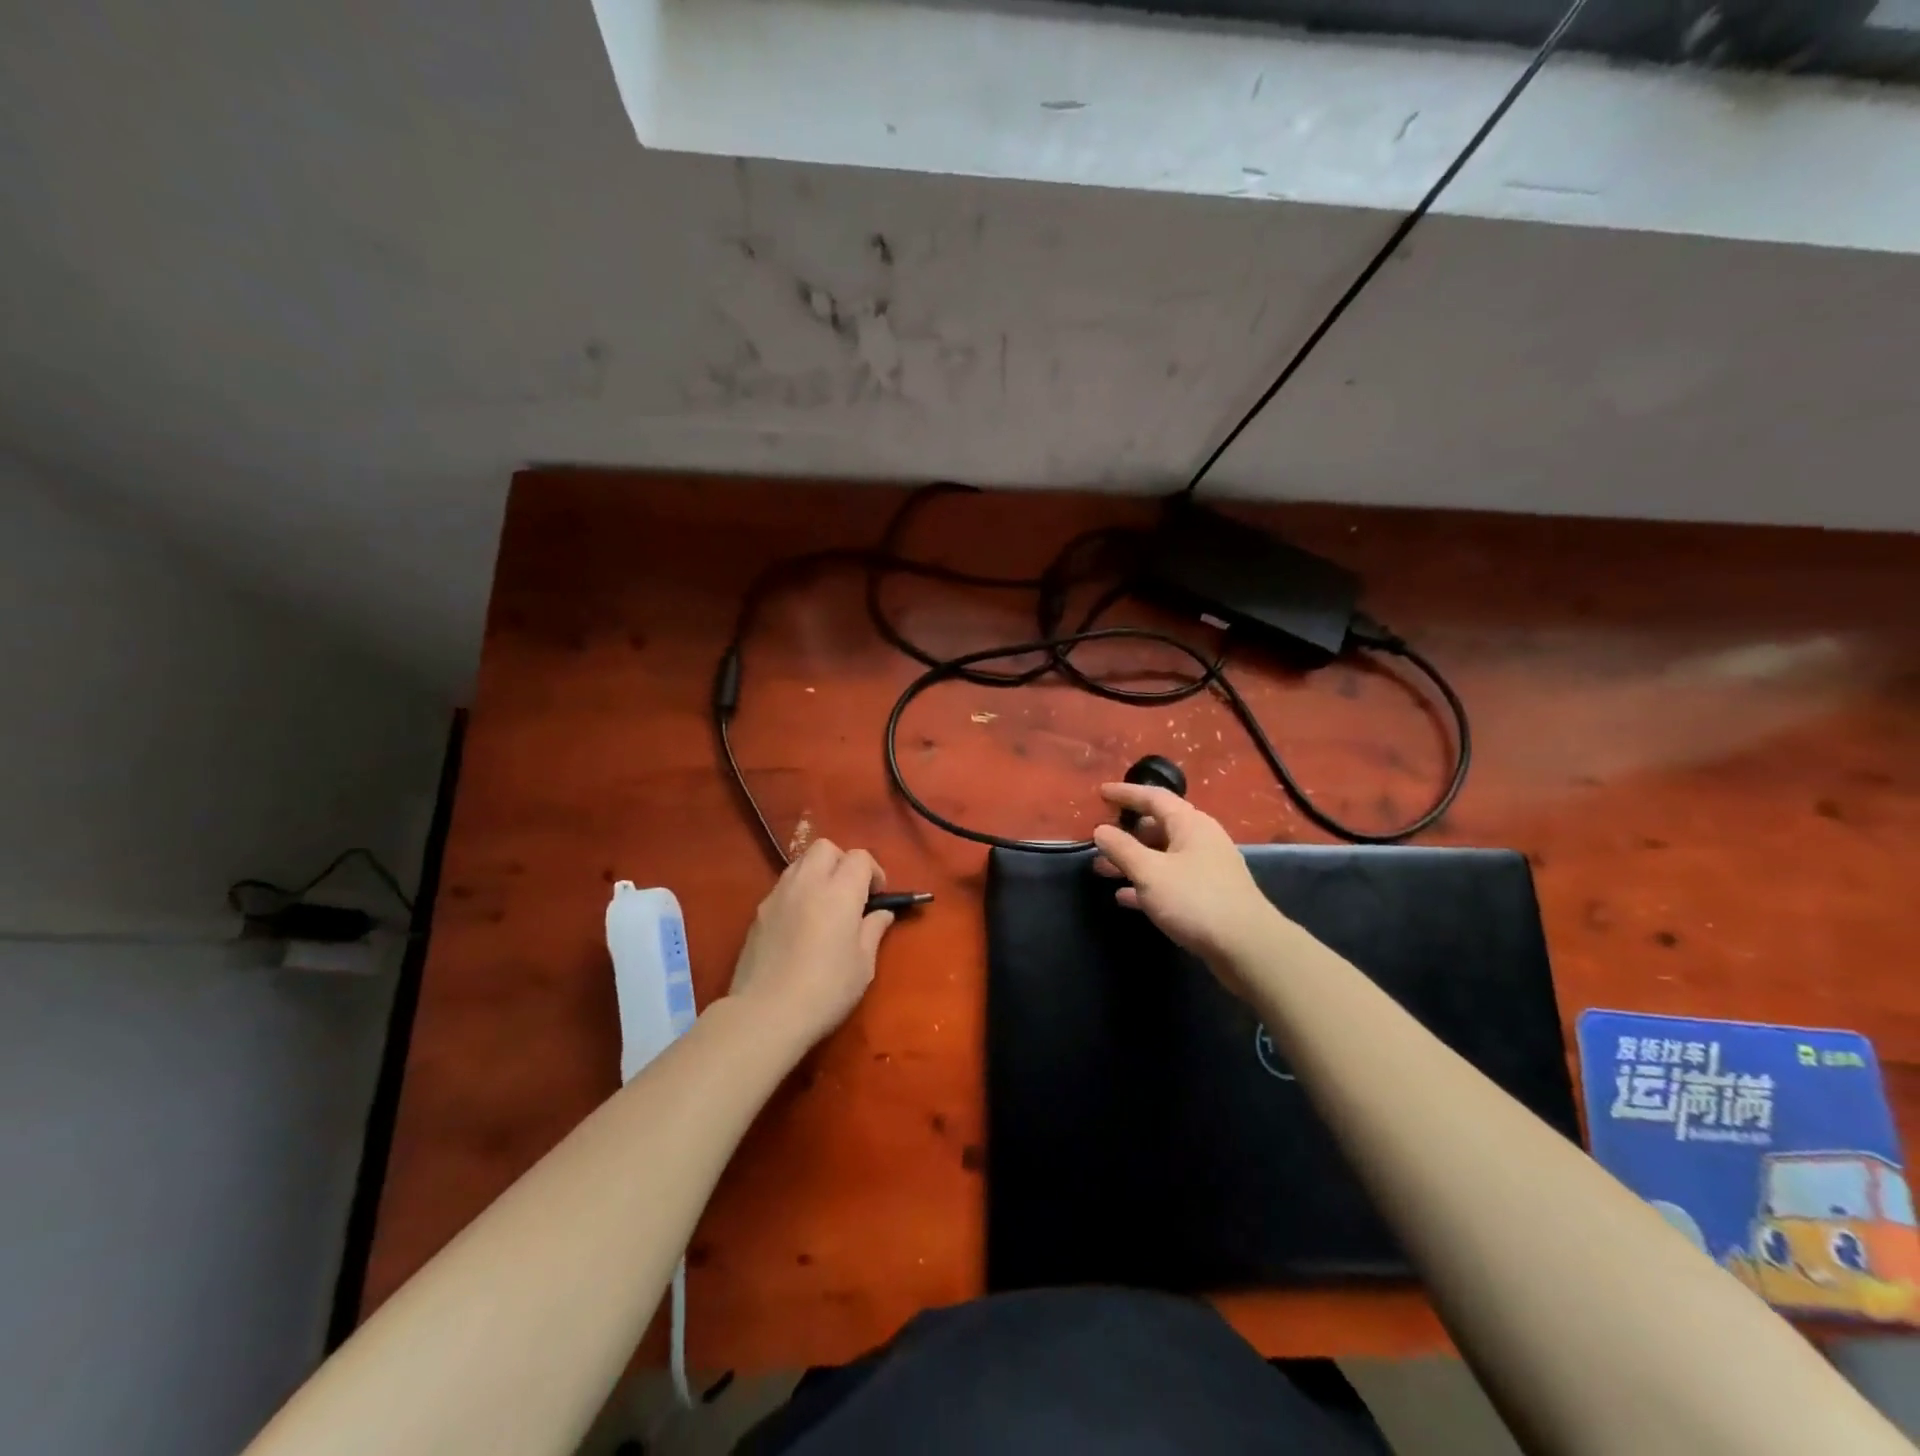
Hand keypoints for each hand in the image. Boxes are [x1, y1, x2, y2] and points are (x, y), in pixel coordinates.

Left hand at [727, 839, 893, 1046]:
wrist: (766, 1013)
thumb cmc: (825, 990)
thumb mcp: (863, 965)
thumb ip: (873, 930)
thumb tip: (882, 913)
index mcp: (839, 892)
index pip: (859, 857)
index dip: (873, 871)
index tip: (877, 897)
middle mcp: (807, 883)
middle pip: (826, 848)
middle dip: (842, 862)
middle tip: (850, 893)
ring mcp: (778, 895)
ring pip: (800, 862)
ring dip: (818, 873)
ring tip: (825, 905)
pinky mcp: (759, 912)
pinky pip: (783, 886)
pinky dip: (798, 892)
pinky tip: (801, 924)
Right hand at [1092, 785, 1277, 987]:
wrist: (1247, 947)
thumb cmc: (1195, 900)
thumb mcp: (1150, 872)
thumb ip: (1122, 848)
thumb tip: (1101, 830)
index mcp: (1190, 824)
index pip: (1153, 797)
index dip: (1126, 793)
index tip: (1101, 793)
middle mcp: (1201, 839)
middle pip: (1158, 826)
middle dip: (1126, 833)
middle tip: (1099, 839)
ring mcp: (1207, 868)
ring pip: (1162, 856)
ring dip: (1133, 860)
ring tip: (1102, 870)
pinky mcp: (1209, 895)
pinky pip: (1171, 880)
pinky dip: (1147, 883)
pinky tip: (1125, 897)